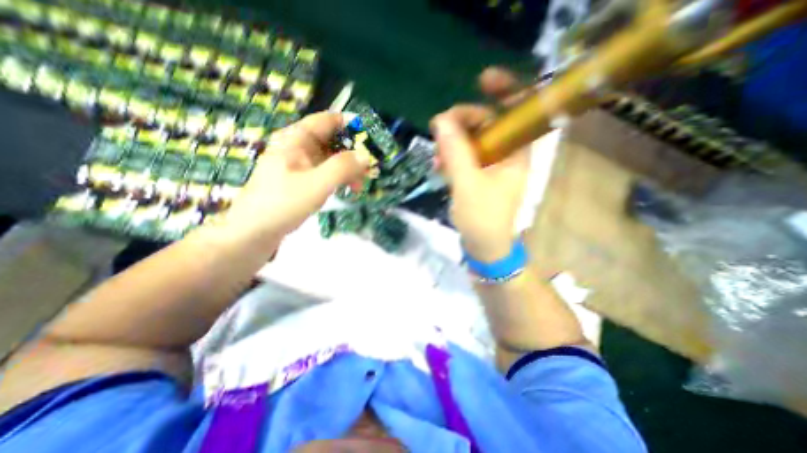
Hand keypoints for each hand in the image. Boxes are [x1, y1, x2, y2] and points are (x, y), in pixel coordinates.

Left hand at [223, 112, 367, 241]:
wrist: (254, 231)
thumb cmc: (283, 203)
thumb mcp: (316, 184)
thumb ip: (342, 167)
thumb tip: (366, 156)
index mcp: (297, 138)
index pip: (329, 120)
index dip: (352, 126)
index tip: (372, 142)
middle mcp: (299, 146)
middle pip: (333, 140)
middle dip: (354, 153)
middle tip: (369, 171)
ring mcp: (300, 163)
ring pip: (332, 157)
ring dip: (349, 169)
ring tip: (359, 187)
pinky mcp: (302, 178)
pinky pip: (326, 171)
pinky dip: (339, 177)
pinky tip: (347, 190)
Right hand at [432, 65, 534, 260]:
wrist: (484, 246)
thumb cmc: (482, 218)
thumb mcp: (467, 184)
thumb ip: (455, 151)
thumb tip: (440, 120)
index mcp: (517, 153)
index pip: (519, 111)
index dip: (506, 90)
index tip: (481, 81)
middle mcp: (508, 154)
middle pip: (488, 123)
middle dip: (463, 122)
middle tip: (439, 131)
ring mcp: (493, 164)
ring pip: (473, 139)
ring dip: (453, 143)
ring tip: (437, 158)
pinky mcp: (480, 174)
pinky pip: (466, 155)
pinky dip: (452, 157)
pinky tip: (439, 167)